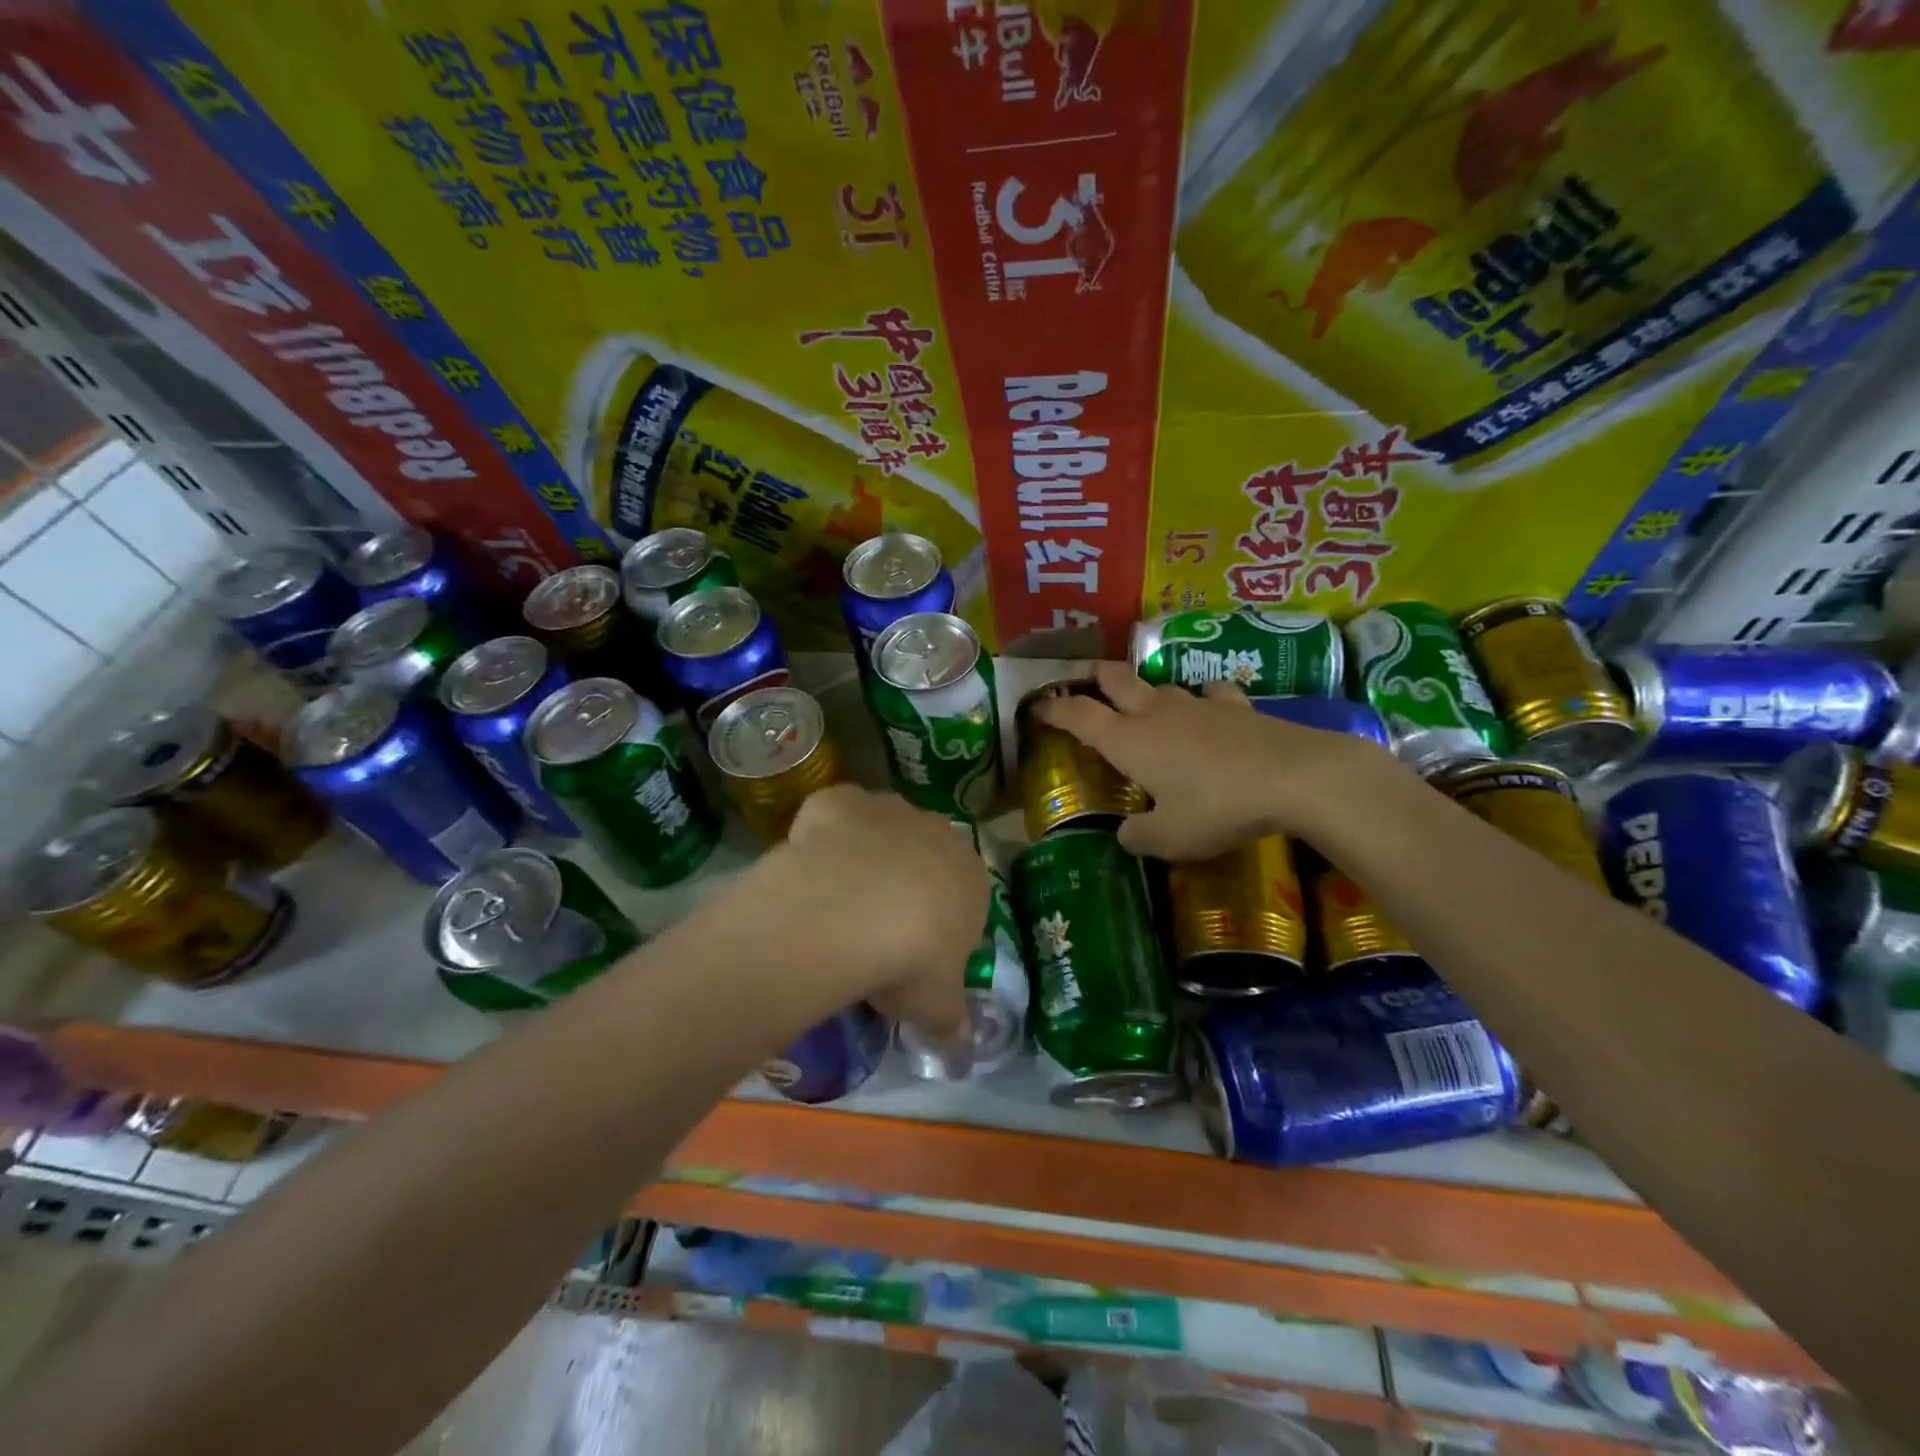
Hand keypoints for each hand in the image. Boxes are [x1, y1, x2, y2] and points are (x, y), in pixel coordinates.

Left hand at [746, 784, 987, 1035]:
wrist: (849, 911)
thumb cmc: (909, 960)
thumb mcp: (937, 1006)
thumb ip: (952, 1021)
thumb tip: (962, 1048)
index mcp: (971, 878)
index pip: (964, 899)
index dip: (938, 926)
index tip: (913, 956)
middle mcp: (937, 832)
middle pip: (923, 858)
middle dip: (904, 885)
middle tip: (873, 930)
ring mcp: (888, 809)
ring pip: (881, 830)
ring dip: (866, 856)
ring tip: (837, 902)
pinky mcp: (841, 800)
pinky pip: (836, 815)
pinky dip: (826, 834)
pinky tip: (810, 868)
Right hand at [1036, 662, 1395, 859]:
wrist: (1295, 776)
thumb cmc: (1218, 807)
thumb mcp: (1171, 838)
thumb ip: (1140, 837)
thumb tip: (1126, 834)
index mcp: (1129, 740)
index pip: (1079, 715)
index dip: (1054, 710)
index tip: (1037, 708)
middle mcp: (1156, 713)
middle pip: (1115, 680)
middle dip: (1094, 679)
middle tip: (1084, 687)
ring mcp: (1198, 704)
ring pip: (1160, 685)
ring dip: (1144, 691)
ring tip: (1143, 706)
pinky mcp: (1236, 705)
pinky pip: (1210, 694)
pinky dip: (1201, 700)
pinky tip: (1208, 709)